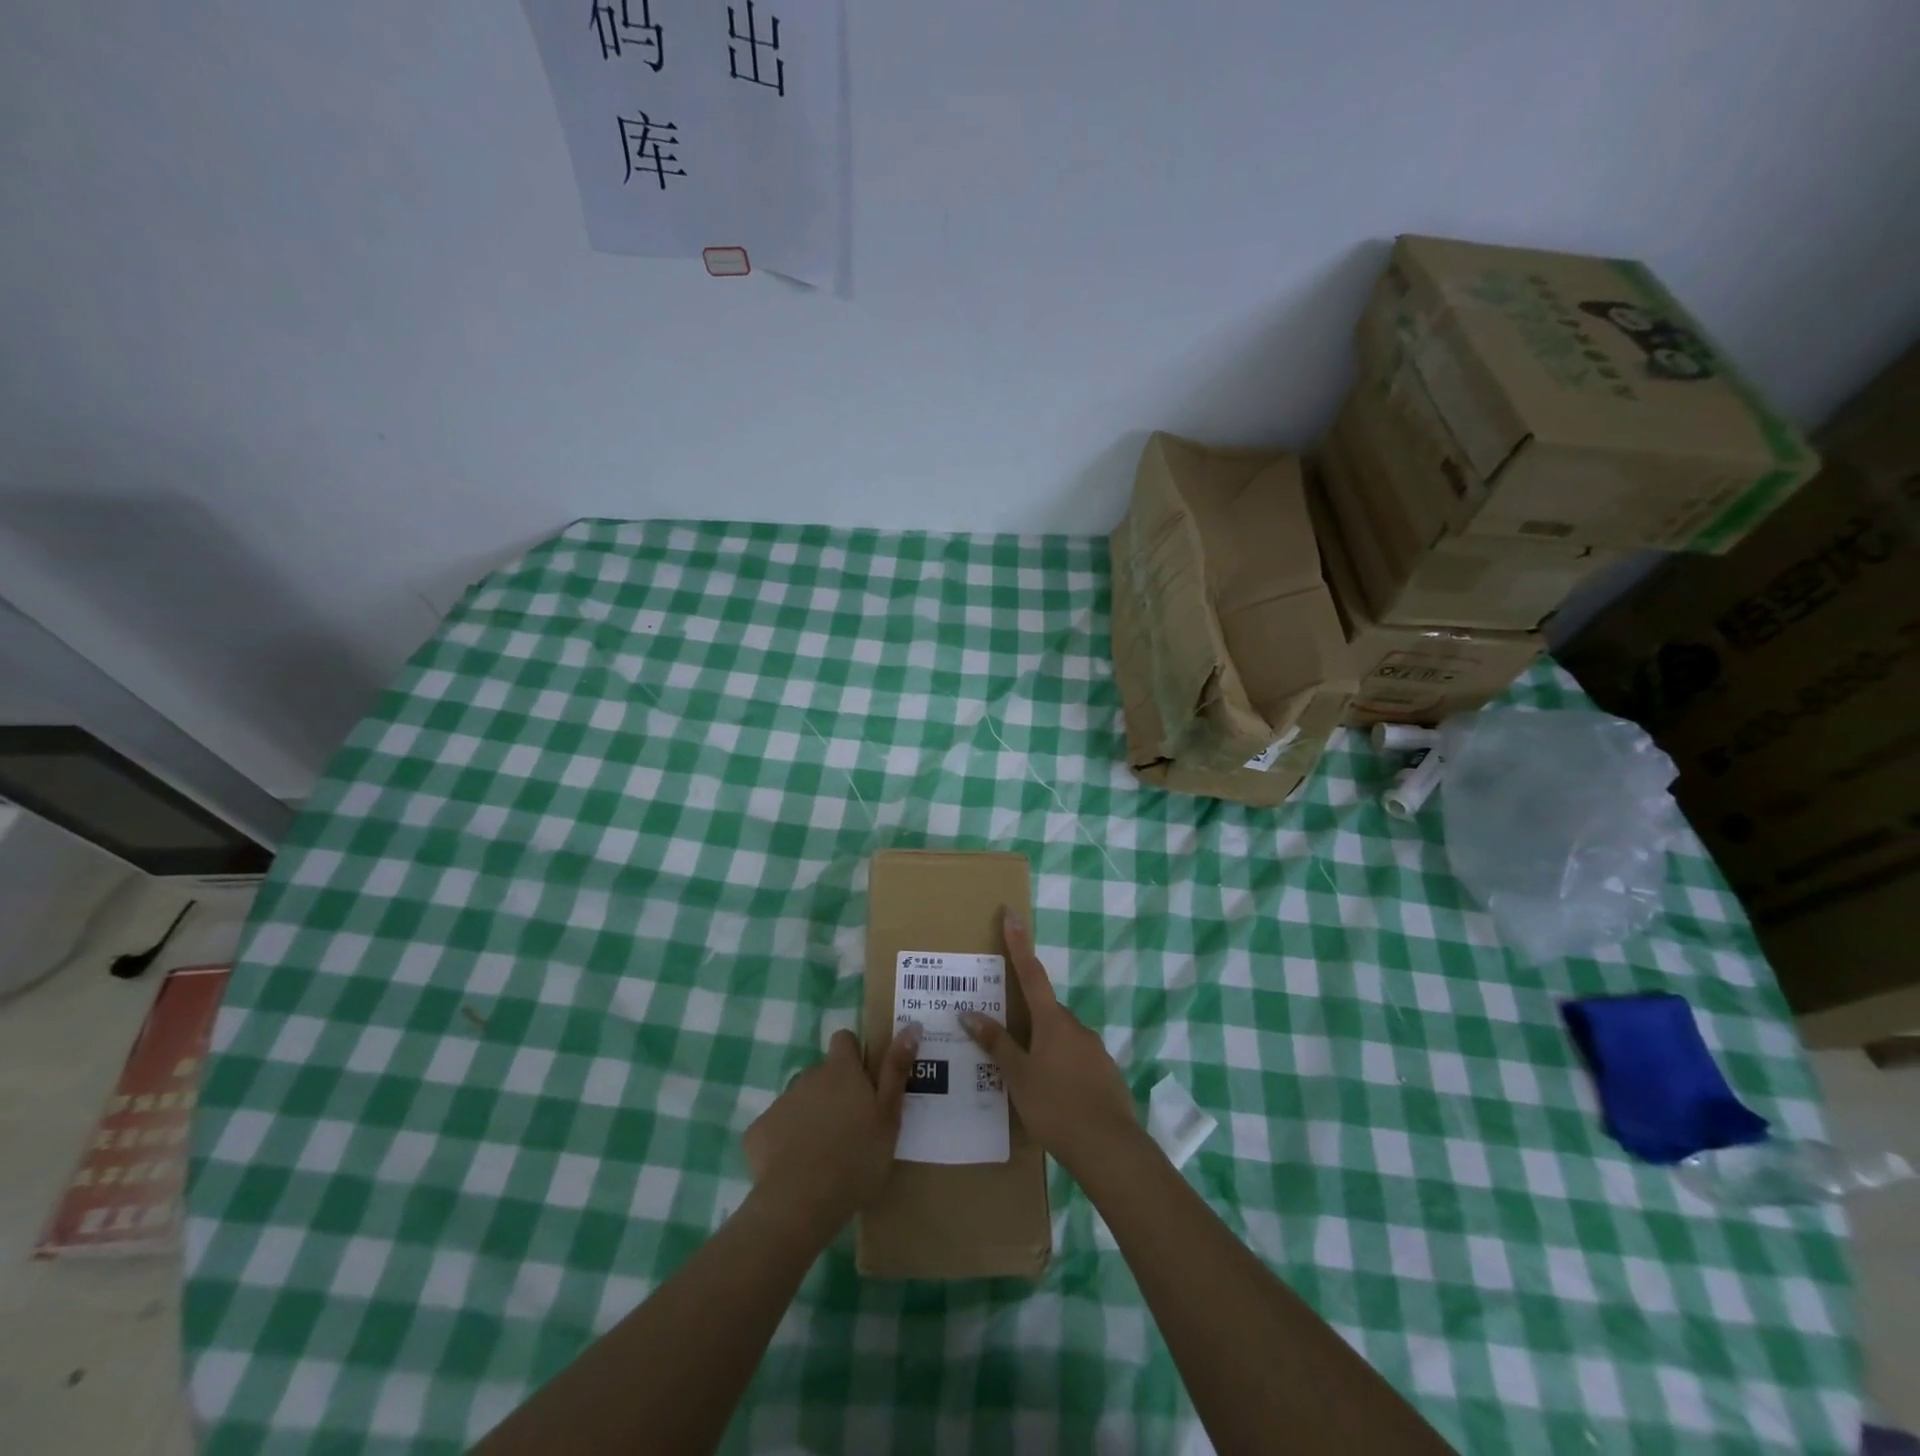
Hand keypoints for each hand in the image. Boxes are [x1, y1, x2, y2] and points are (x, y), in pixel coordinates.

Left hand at [742, 1025, 918, 1237]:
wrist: (800, 1204)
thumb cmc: (856, 1159)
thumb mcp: (889, 1116)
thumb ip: (896, 1070)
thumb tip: (911, 1025)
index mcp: (841, 1070)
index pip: (844, 1040)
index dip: (854, 1055)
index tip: (864, 1082)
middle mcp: (808, 1076)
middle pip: (822, 1073)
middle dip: (833, 1091)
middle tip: (849, 1127)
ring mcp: (780, 1103)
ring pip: (799, 1100)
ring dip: (810, 1114)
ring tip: (823, 1152)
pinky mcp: (757, 1131)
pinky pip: (775, 1127)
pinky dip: (783, 1140)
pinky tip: (794, 1167)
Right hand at [960, 909, 1139, 1176]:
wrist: (1110, 1147)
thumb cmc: (1056, 1106)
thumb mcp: (1018, 1076)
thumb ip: (996, 1044)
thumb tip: (968, 1013)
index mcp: (1053, 1021)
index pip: (1031, 973)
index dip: (1019, 943)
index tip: (1012, 913)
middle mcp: (1076, 1027)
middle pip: (1046, 1011)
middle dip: (1027, 1018)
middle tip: (1007, 1040)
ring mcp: (1095, 1050)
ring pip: (1062, 1038)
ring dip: (1044, 1047)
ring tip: (1026, 1080)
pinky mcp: (1106, 1074)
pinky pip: (1076, 1060)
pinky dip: (1061, 1068)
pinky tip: (1053, 1096)